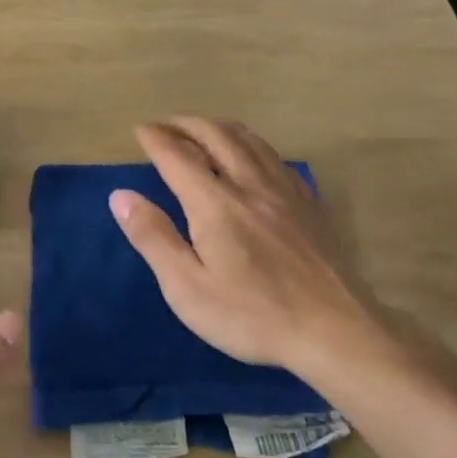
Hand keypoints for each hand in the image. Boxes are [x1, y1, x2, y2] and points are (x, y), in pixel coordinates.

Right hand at [110, 118, 400, 393]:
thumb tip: (121, 195)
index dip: (156, 139)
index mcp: (215, 204)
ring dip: (220, 128)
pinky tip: (253, 159)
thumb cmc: (251, 315)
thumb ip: (153, 237)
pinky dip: (253, 146)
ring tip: (203, 130)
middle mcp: (251, 186)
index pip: (178, 156)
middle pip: (216, 136)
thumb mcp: (187, 287)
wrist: (335, 333)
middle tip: (166, 124)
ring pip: (251, 142)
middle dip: (186, 124)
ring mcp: (286, 193)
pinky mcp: (310, 207)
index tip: (140, 130)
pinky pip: (277, 159)